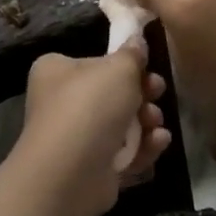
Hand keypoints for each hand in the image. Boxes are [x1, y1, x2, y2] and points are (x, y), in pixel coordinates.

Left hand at [19, 49, 171, 215]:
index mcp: (57, 71)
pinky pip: (124, 154)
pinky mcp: (92, 171)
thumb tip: (137, 42)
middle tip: (157, 92)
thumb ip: (133, 54)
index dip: (124, 64)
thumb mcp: (119, 68)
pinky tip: (159, 142)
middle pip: (112, 94)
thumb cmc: (90, 106)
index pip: (95, 61)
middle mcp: (61, 103)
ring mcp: (76, 140)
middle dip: (142, 95)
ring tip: (156, 123)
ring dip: (146, 122)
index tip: (147, 67)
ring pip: (122, 125)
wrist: (69, 173)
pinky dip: (143, 149)